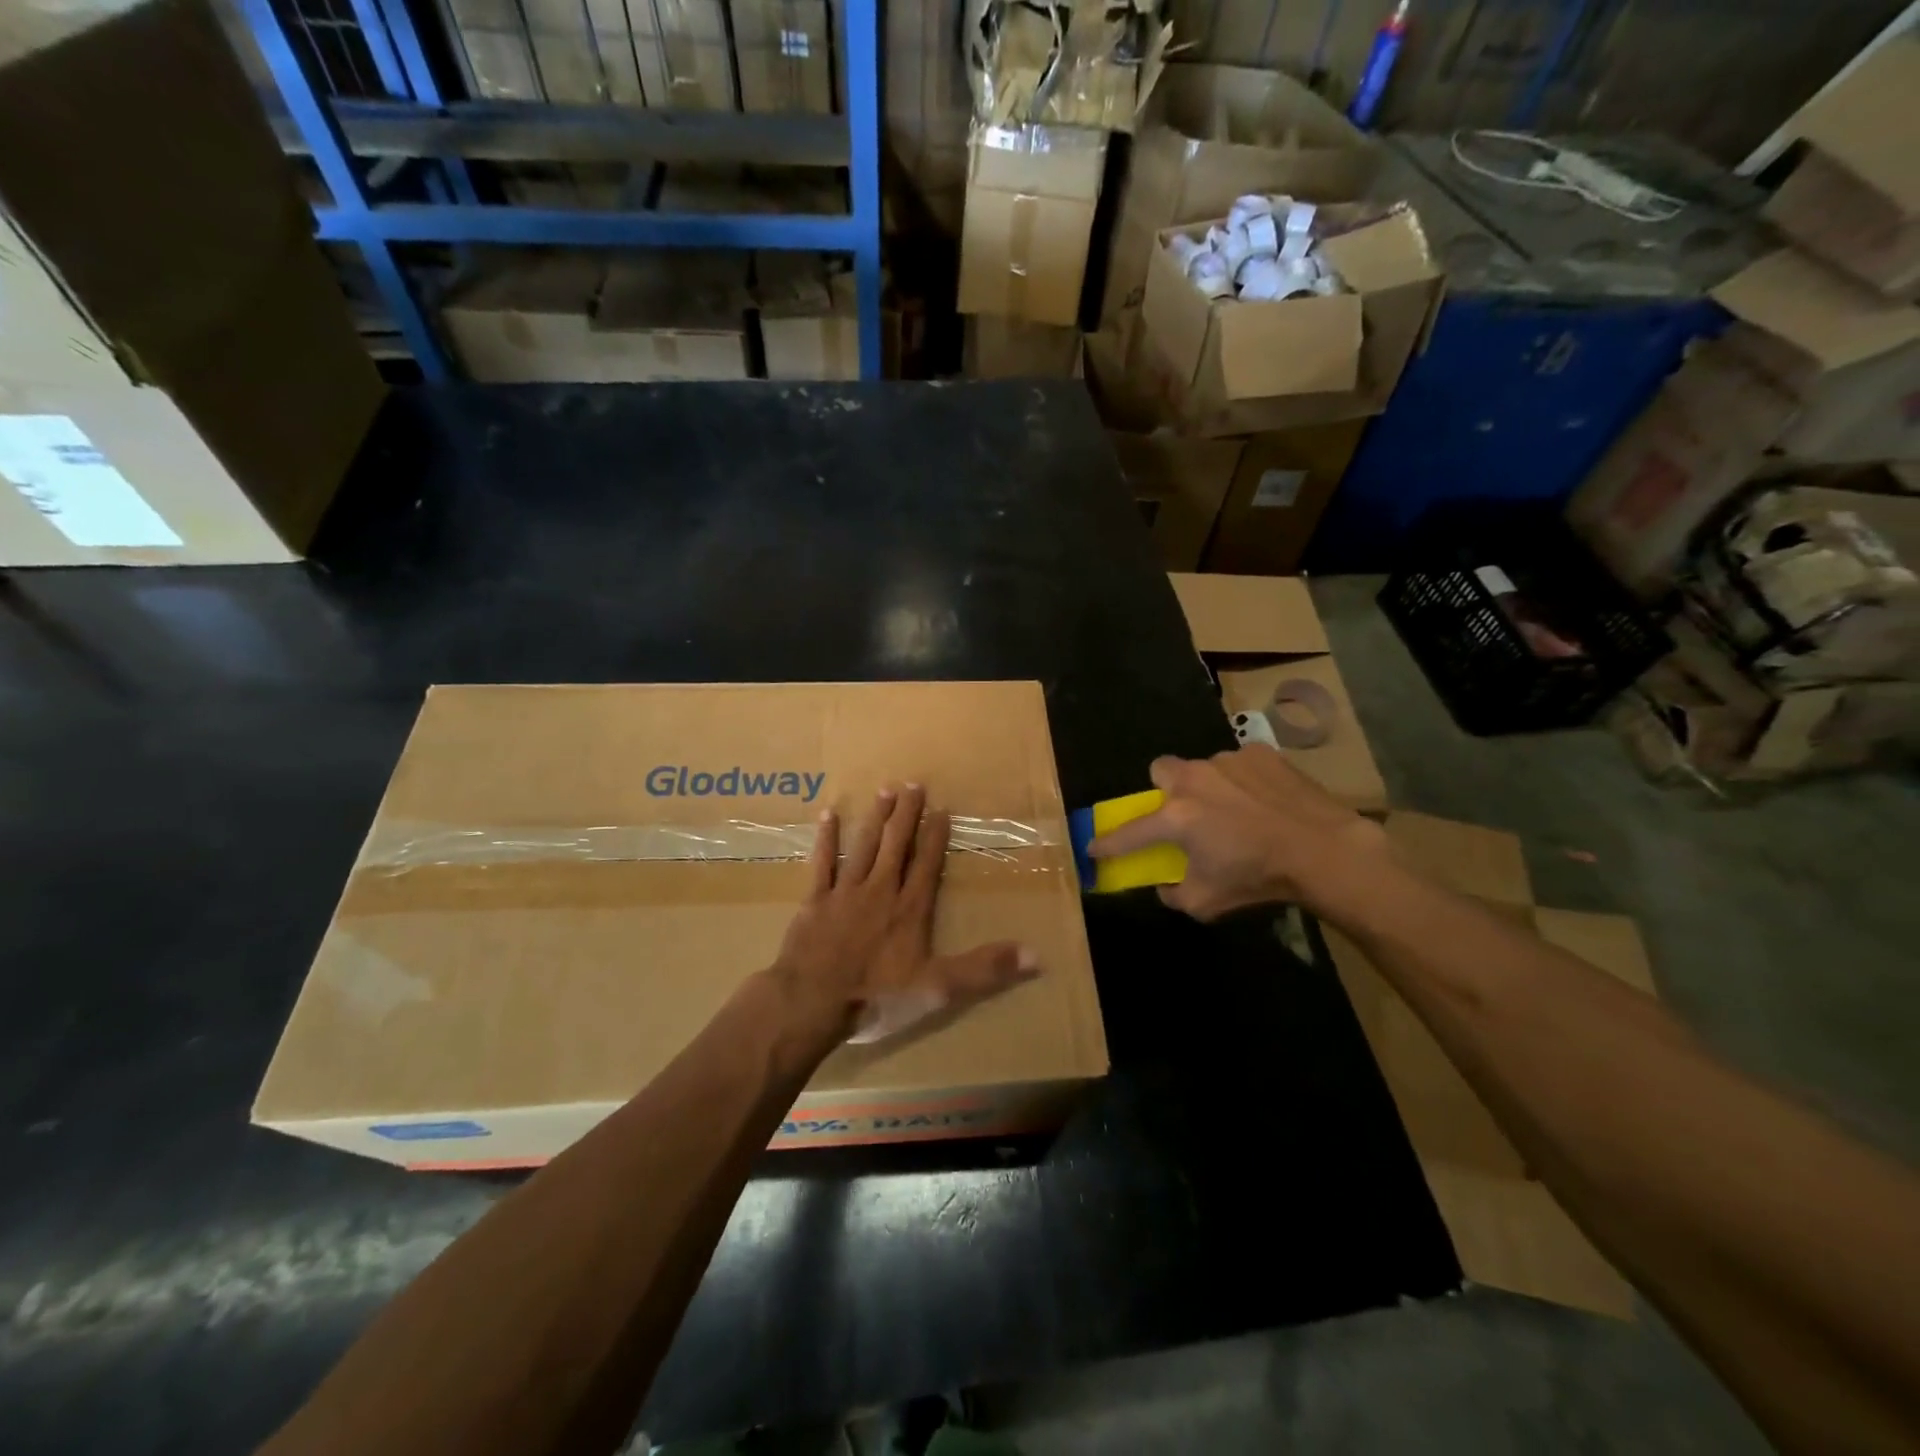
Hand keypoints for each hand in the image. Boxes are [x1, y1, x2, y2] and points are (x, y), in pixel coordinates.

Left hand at [769, 784, 1038, 1046]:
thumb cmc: (877, 996)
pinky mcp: (815, 901)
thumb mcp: (939, 988)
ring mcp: (845, 893)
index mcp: (910, 909)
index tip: (942, 810)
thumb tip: (1036, 956)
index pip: (927, 865)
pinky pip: (822, 863)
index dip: (935, 837)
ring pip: (864, 847)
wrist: (812, 1002)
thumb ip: (985, 969)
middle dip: (906, 815)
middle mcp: (880, 891)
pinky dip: (826, 840)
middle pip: (896, 846)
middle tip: (913, 784)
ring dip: (876, 818)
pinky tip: (829, 815)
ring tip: (885, 790)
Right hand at [1087, 745, 1387, 920]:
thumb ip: (1174, 893)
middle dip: (1165, 789)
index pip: (1129, 832)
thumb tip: (1166, 885)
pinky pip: (1240, 764)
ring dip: (1209, 787)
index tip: (1093, 848)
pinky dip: (1244, 781)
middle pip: (1160, 770)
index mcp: (1176, 817)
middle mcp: (1194, 780)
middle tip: (1184, 813)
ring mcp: (1227, 761)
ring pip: (1204, 767)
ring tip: (1236, 810)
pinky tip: (1264, 801)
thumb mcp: (1207, 903)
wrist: (1324, 850)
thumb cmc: (1258, 878)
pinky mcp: (1260, 753)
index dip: (1108, 843)